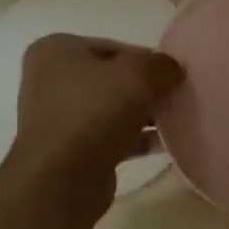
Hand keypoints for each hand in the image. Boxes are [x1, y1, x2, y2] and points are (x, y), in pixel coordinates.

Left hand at [3, 34, 182, 206]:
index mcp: (56, 50)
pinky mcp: (70, 149)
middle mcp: (51, 80)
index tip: (174, 77)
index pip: (115, 48)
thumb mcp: (139, 75)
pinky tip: (164, 144)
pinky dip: (136, 138)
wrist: (62, 180)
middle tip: (177, 98)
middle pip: (113, 78)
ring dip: (143, 115)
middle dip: (146, 88)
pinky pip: (111, 135)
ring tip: (175, 122)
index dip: (148, 60)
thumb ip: (163, 65)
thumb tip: (173, 71)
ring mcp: (58, 117)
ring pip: (113, 108)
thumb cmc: (94, 114)